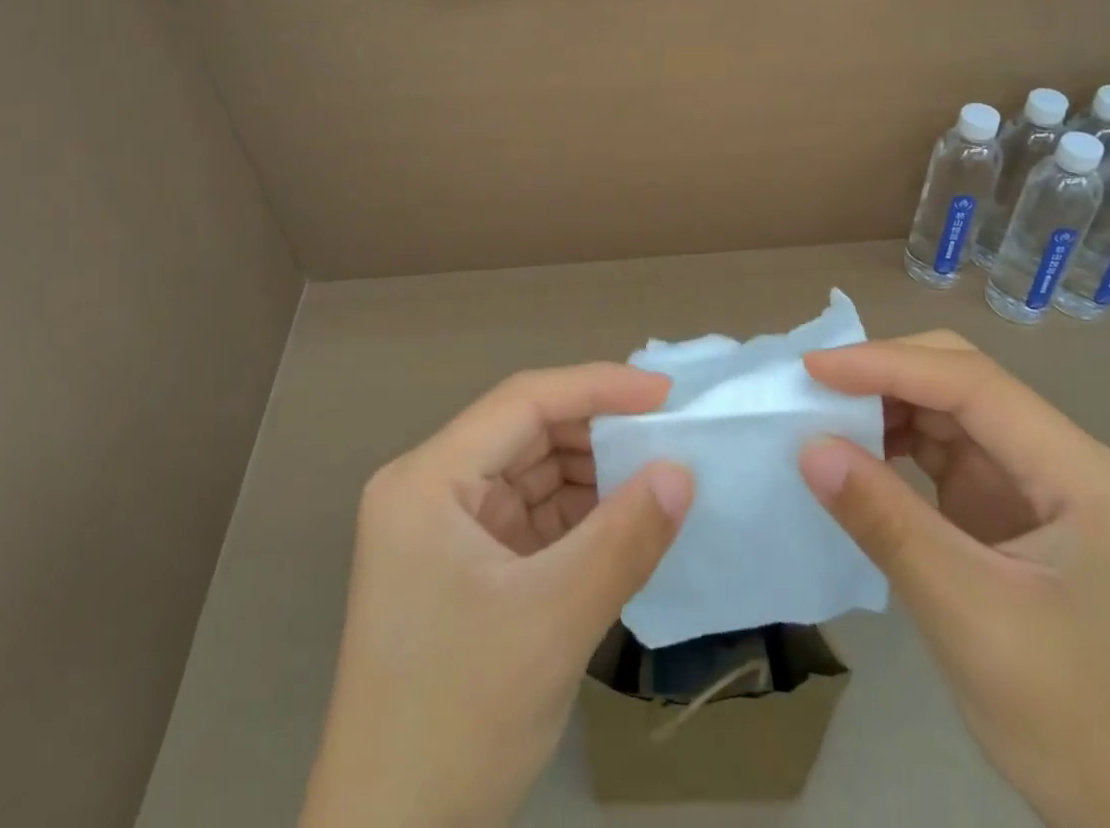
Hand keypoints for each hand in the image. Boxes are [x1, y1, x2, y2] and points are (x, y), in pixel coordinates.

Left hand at [300, 364, 692, 827]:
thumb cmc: (456, 723)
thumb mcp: (551, 624)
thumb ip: (623, 540)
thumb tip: (683, 472)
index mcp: (427, 481)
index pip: (523, 402)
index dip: (597, 387)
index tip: (666, 395)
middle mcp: (430, 490)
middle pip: (527, 434)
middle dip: (599, 433)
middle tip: (671, 437)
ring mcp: (446, 531)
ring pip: (533, 474)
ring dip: (594, 475)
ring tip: (659, 477)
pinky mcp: (466, 568)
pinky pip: (533, 518)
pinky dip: (580, 517)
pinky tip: (626, 521)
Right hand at [799, 335, 1109, 827]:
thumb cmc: (1069, 722)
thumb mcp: (967, 616)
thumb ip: (886, 522)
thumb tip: (809, 447)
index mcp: (1086, 477)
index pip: (975, 385)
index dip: (889, 365)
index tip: (814, 368)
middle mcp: (1070, 461)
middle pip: (968, 382)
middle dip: (888, 375)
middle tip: (816, 387)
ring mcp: (1043, 482)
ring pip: (953, 410)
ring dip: (888, 406)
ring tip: (826, 416)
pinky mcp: (1016, 506)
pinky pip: (949, 449)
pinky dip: (899, 443)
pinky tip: (860, 453)